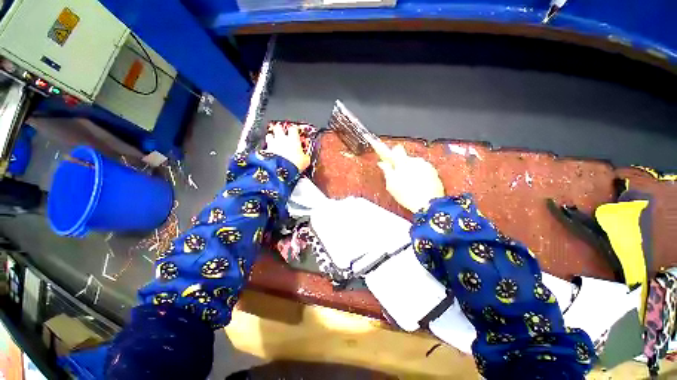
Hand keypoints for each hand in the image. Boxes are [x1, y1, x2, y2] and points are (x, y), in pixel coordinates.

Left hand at [265, 124, 310, 171]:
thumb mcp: (306, 161)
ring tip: (275, 142)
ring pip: (270, 135)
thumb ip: (305, 156)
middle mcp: (282, 138)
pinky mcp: (266, 151)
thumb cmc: (294, 164)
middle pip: (279, 127)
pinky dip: (268, 148)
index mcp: (293, 139)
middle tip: (283, 134)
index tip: (296, 132)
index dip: (294, 130)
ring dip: (272, 137)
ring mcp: (273, 144)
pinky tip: (271, 152)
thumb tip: (307, 157)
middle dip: (280, 130)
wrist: (281, 170)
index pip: (293, 129)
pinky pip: (266, 146)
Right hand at [377, 145, 444, 212]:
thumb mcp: (391, 185)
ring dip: (410, 170)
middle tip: (397, 177)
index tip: (386, 154)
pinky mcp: (434, 172)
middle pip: (405, 158)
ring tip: (408, 184)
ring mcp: (426, 165)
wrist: (429, 205)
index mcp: (403, 162)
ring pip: (415, 164)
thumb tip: (382, 163)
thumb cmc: (407, 195)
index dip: (391, 152)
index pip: (396, 149)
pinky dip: (419, 174)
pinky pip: (423, 169)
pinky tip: (417, 185)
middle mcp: (416, 160)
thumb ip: (387, 171)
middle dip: (401, 164)